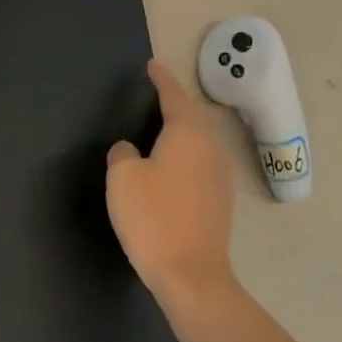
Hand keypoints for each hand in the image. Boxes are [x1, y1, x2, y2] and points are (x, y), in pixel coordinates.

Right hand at [106, 60, 235, 302]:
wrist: (192, 276)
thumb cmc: (154, 218)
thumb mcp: (123, 178)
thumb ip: (123, 154)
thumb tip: (131, 151)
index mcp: (188, 134)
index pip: (173, 95)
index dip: (161, 79)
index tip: (152, 65)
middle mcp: (210, 148)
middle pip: (192, 115)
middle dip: (175, 101)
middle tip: (155, 92)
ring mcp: (219, 176)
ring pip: (199, 139)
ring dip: (182, 128)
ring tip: (161, 125)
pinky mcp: (219, 201)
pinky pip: (200, 161)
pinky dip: (185, 153)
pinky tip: (170, 164)